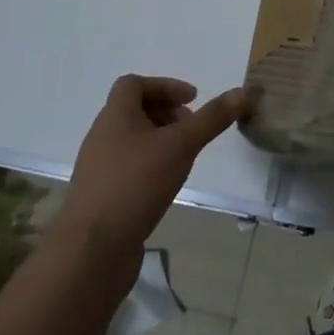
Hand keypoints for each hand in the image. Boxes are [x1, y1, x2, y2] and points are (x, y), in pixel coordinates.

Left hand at [53, 77, 249, 256]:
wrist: (91, 250)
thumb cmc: (135, 184)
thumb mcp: (181, 145)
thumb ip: (211, 119)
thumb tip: (242, 92)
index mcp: (115, 116)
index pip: (133, 84)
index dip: (165, 86)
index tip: (192, 100)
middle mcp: (102, 137)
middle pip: (133, 111)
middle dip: (167, 114)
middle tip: (192, 130)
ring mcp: (99, 169)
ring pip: (132, 142)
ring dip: (160, 141)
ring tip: (184, 158)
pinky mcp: (102, 197)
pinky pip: (128, 169)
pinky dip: (150, 167)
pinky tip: (166, 186)